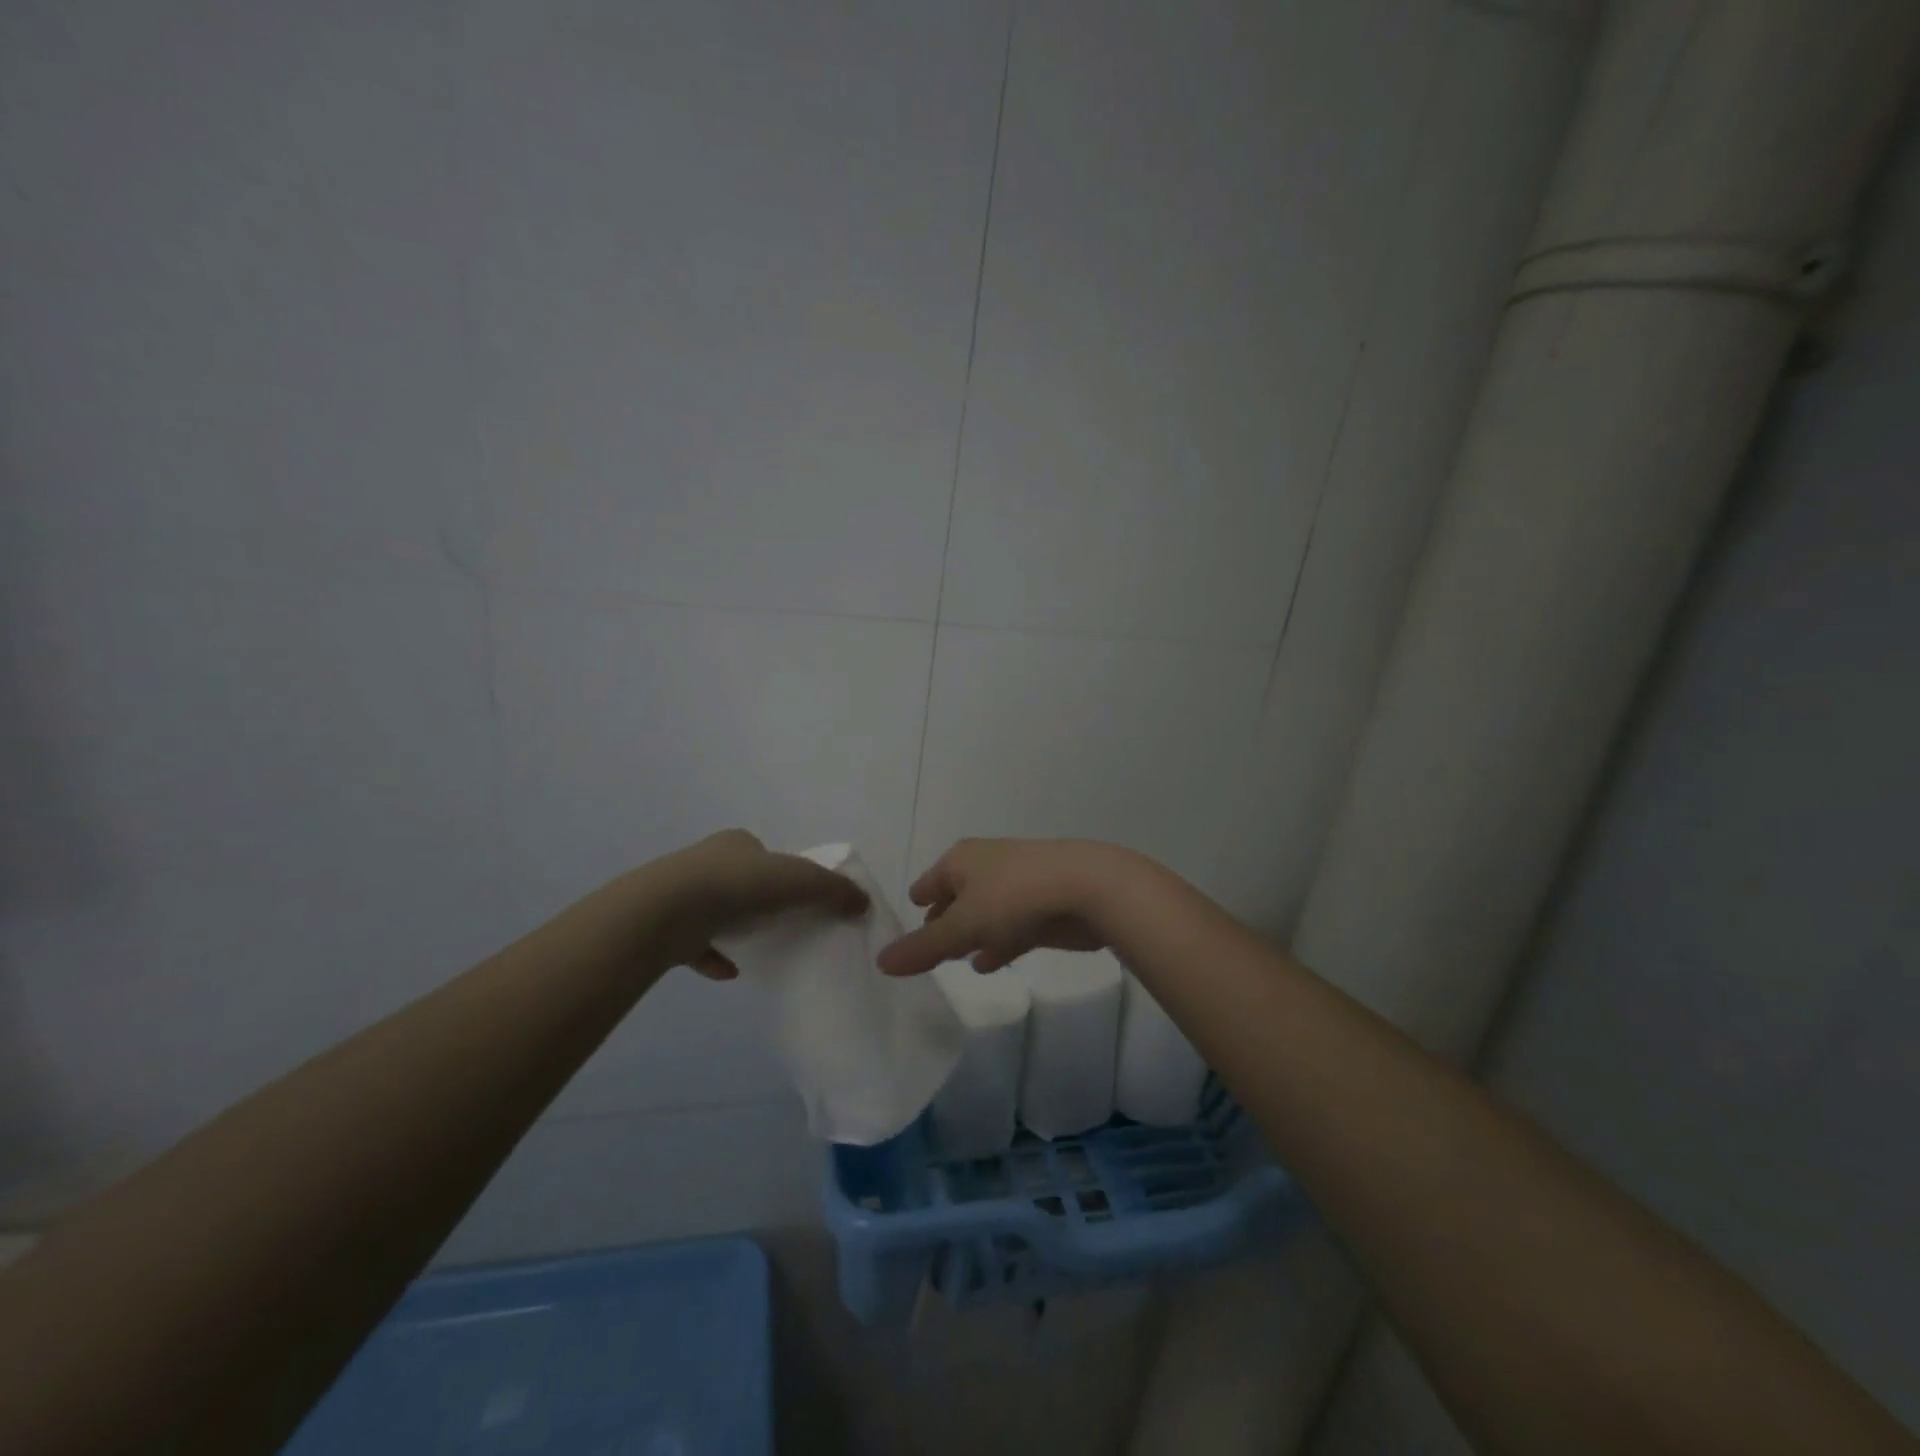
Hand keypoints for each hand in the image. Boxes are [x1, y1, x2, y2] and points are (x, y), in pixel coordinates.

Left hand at [658, 830, 867, 978]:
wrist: (666, 911)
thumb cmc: (737, 884)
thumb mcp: (798, 879)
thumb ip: (832, 890)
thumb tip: (864, 902)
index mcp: (736, 844)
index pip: (765, 854)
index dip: (784, 872)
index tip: (798, 896)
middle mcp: (706, 863)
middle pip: (742, 881)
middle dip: (760, 901)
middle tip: (783, 923)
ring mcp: (682, 895)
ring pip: (717, 912)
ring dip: (737, 929)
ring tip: (760, 948)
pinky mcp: (667, 927)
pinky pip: (697, 944)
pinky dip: (715, 957)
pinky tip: (731, 972)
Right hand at [877, 838, 1146, 975]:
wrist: (1087, 888)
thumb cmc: (1014, 898)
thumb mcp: (961, 927)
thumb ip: (922, 948)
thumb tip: (880, 962)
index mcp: (960, 861)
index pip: (927, 884)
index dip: (917, 906)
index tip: (905, 932)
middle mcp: (984, 867)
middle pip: (955, 898)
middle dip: (942, 921)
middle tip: (927, 950)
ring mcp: (1015, 885)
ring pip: (984, 913)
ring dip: (971, 934)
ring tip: (955, 959)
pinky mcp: (1041, 906)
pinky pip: (1008, 926)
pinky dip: (996, 942)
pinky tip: (988, 963)